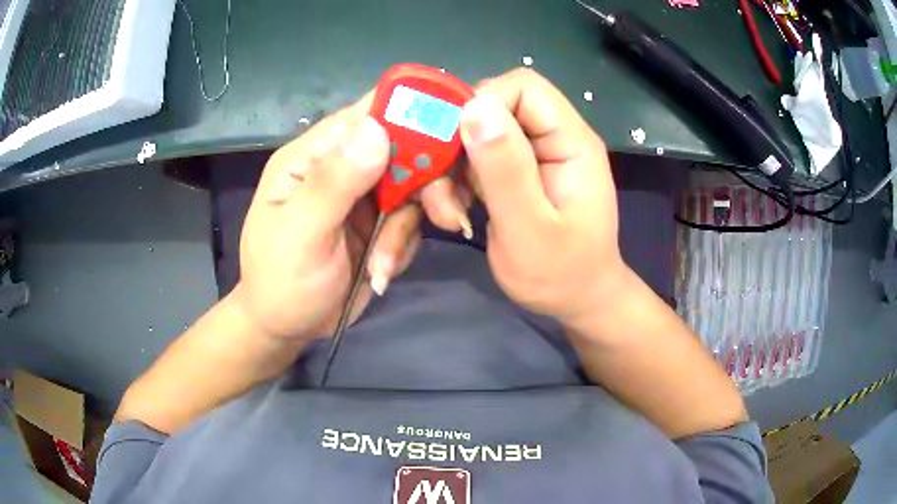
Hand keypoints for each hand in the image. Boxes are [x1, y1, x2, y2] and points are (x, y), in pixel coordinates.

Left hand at [234, 92, 469, 340]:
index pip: (366, 115)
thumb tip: (377, 128)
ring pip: (413, 186)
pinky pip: (410, 218)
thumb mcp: (301, 235)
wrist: (286, 327)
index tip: (450, 134)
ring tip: (383, 266)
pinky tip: (380, 272)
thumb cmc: (281, 283)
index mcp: (312, 156)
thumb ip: (335, 182)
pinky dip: (402, 246)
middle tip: (446, 216)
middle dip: (426, 182)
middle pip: (402, 148)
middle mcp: (341, 166)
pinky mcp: (378, 222)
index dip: (409, 114)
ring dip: (408, 227)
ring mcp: (362, 194)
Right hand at [458, 69, 626, 324]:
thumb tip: (473, 106)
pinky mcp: (515, 173)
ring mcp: (533, 155)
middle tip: (444, 192)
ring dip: (452, 171)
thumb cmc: (561, 275)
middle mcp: (552, 138)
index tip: (455, 146)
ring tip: (450, 214)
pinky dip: (456, 183)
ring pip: (476, 135)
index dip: (483, 103)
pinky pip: (475, 160)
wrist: (576, 301)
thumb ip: (505, 169)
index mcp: (570, 141)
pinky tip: (456, 214)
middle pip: (493, 107)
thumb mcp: (530, 228)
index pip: (523, 87)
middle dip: (459, 145)